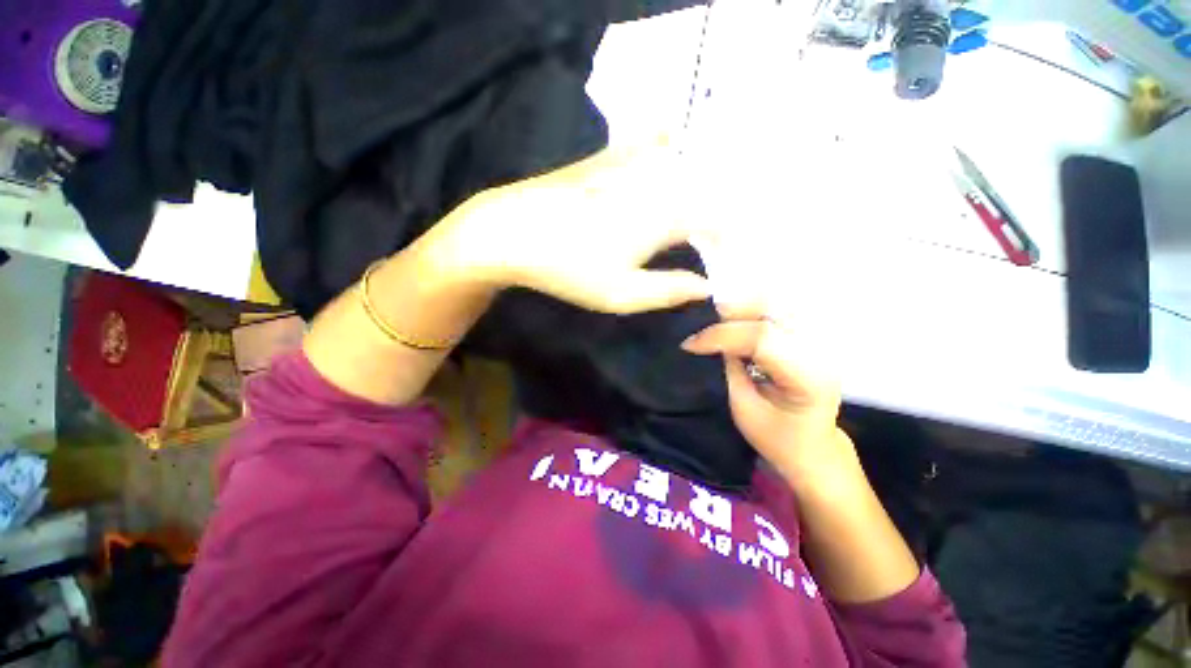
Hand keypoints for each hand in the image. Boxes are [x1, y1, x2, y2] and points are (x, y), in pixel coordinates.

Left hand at [441, 140, 709, 314]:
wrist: (511, 231)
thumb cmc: (568, 268)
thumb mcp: (621, 293)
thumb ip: (669, 290)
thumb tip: (707, 287)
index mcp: (663, 213)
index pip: (717, 219)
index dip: (728, 237)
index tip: (726, 256)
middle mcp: (655, 178)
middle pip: (705, 184)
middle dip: (718, 208)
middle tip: (717, 233)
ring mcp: (629, 160)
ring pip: (683, 159)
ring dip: (699, 176)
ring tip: (702, 198)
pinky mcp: (607, 156)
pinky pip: (649, 141)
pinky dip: (668, 146)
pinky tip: (669, 152)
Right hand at [681, 313, 854, 484]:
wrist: (813, 448)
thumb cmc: (778, 438)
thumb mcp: (744, 408)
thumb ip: (728, 369)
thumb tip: (711, 341)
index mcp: (809, 376)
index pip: (762, 337)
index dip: (721, 335)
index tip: (690, 344)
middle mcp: (821, 350)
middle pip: (772, 308)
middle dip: (729, 312)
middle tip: (700, 326)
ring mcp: (819, 339)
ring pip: (775, 302)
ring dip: (740, 309)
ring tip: (714, 324)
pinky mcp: (810, 336)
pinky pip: (777, 310)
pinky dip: (750, 312)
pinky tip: (734, 324)